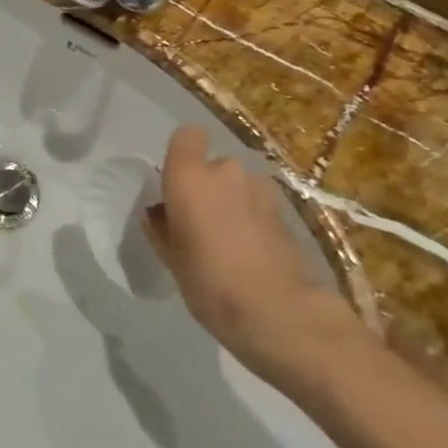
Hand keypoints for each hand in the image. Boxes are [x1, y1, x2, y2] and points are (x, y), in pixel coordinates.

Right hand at [143, 126, 357, 380]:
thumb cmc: (209, 281)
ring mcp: (260, 188)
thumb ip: (162, 226)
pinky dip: (252, 217)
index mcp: (190, 176)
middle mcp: (226, 171)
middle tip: (201, 222)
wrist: (277, 311)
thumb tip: (161, 212)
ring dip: (232, 201)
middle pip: (213, 165)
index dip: (182, 153)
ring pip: (238, 184)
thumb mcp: (170, 257)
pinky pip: (257, 203)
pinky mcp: (286, 210)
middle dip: (208, 186)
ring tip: (229, 238)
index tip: (176, 182)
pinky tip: (251, 249)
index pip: (187, 136)